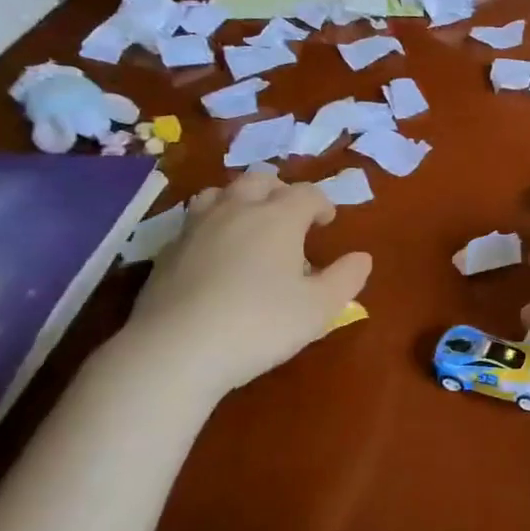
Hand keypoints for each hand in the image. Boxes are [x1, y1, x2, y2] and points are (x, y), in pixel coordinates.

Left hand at [122, 174, 371, 397]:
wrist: (176, 350)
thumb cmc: (260, 325)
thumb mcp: (320, 308)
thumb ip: (346, 278)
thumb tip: (362, 258)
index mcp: (278, 218)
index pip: (307, 193)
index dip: (322, 204)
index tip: (327, 223)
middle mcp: (237, 210)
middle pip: (260, 180)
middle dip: (280, 191)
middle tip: (291, 218)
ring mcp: (196, 227)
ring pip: (220, 192)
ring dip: (241, 200)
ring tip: (250, 224)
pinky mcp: (167, 250)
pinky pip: (194, 220)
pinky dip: (212, 225)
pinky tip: (216, 253)